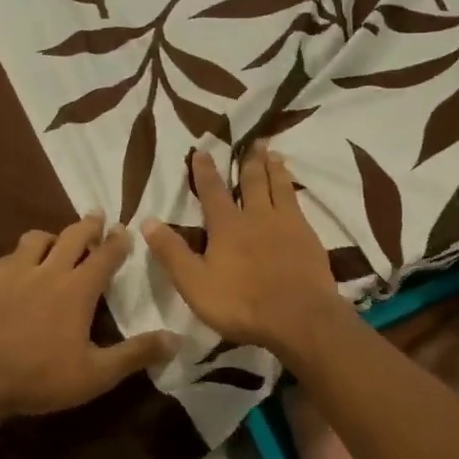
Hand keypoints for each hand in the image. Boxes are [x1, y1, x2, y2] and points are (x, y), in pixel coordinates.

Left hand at [0, 214, 176, 417]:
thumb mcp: (97, 374)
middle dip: (89, 224)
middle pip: (73, 235)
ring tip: (58, 241)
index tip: (125, 229)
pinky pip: (11, 255)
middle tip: (98, 215)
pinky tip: (23, 266)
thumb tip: (177, 339)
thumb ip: (136, 354)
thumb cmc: (43, 378)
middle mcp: (49, 271)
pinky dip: (24, 254)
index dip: (118, 241)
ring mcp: (17, 273)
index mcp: (78, 289)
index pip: (105, 255)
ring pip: (38, 238)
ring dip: (54, 236)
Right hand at [144, 145, 344, 353]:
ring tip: (274, 153)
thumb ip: (172, 252)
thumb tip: (148, 221)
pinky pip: (299, 206)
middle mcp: (257, 217)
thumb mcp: (195, 283)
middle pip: (253, 182)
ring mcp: (287, 226)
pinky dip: (294, 191)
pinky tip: (295, 193)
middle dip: (249, 160)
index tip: (202, 151)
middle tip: (253, 140)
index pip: (212, 191)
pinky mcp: (309, 239)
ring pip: (280, 188)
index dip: (205, 171)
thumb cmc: (241, 304)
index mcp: (227, 226)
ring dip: (275, 169)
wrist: (300, 318)